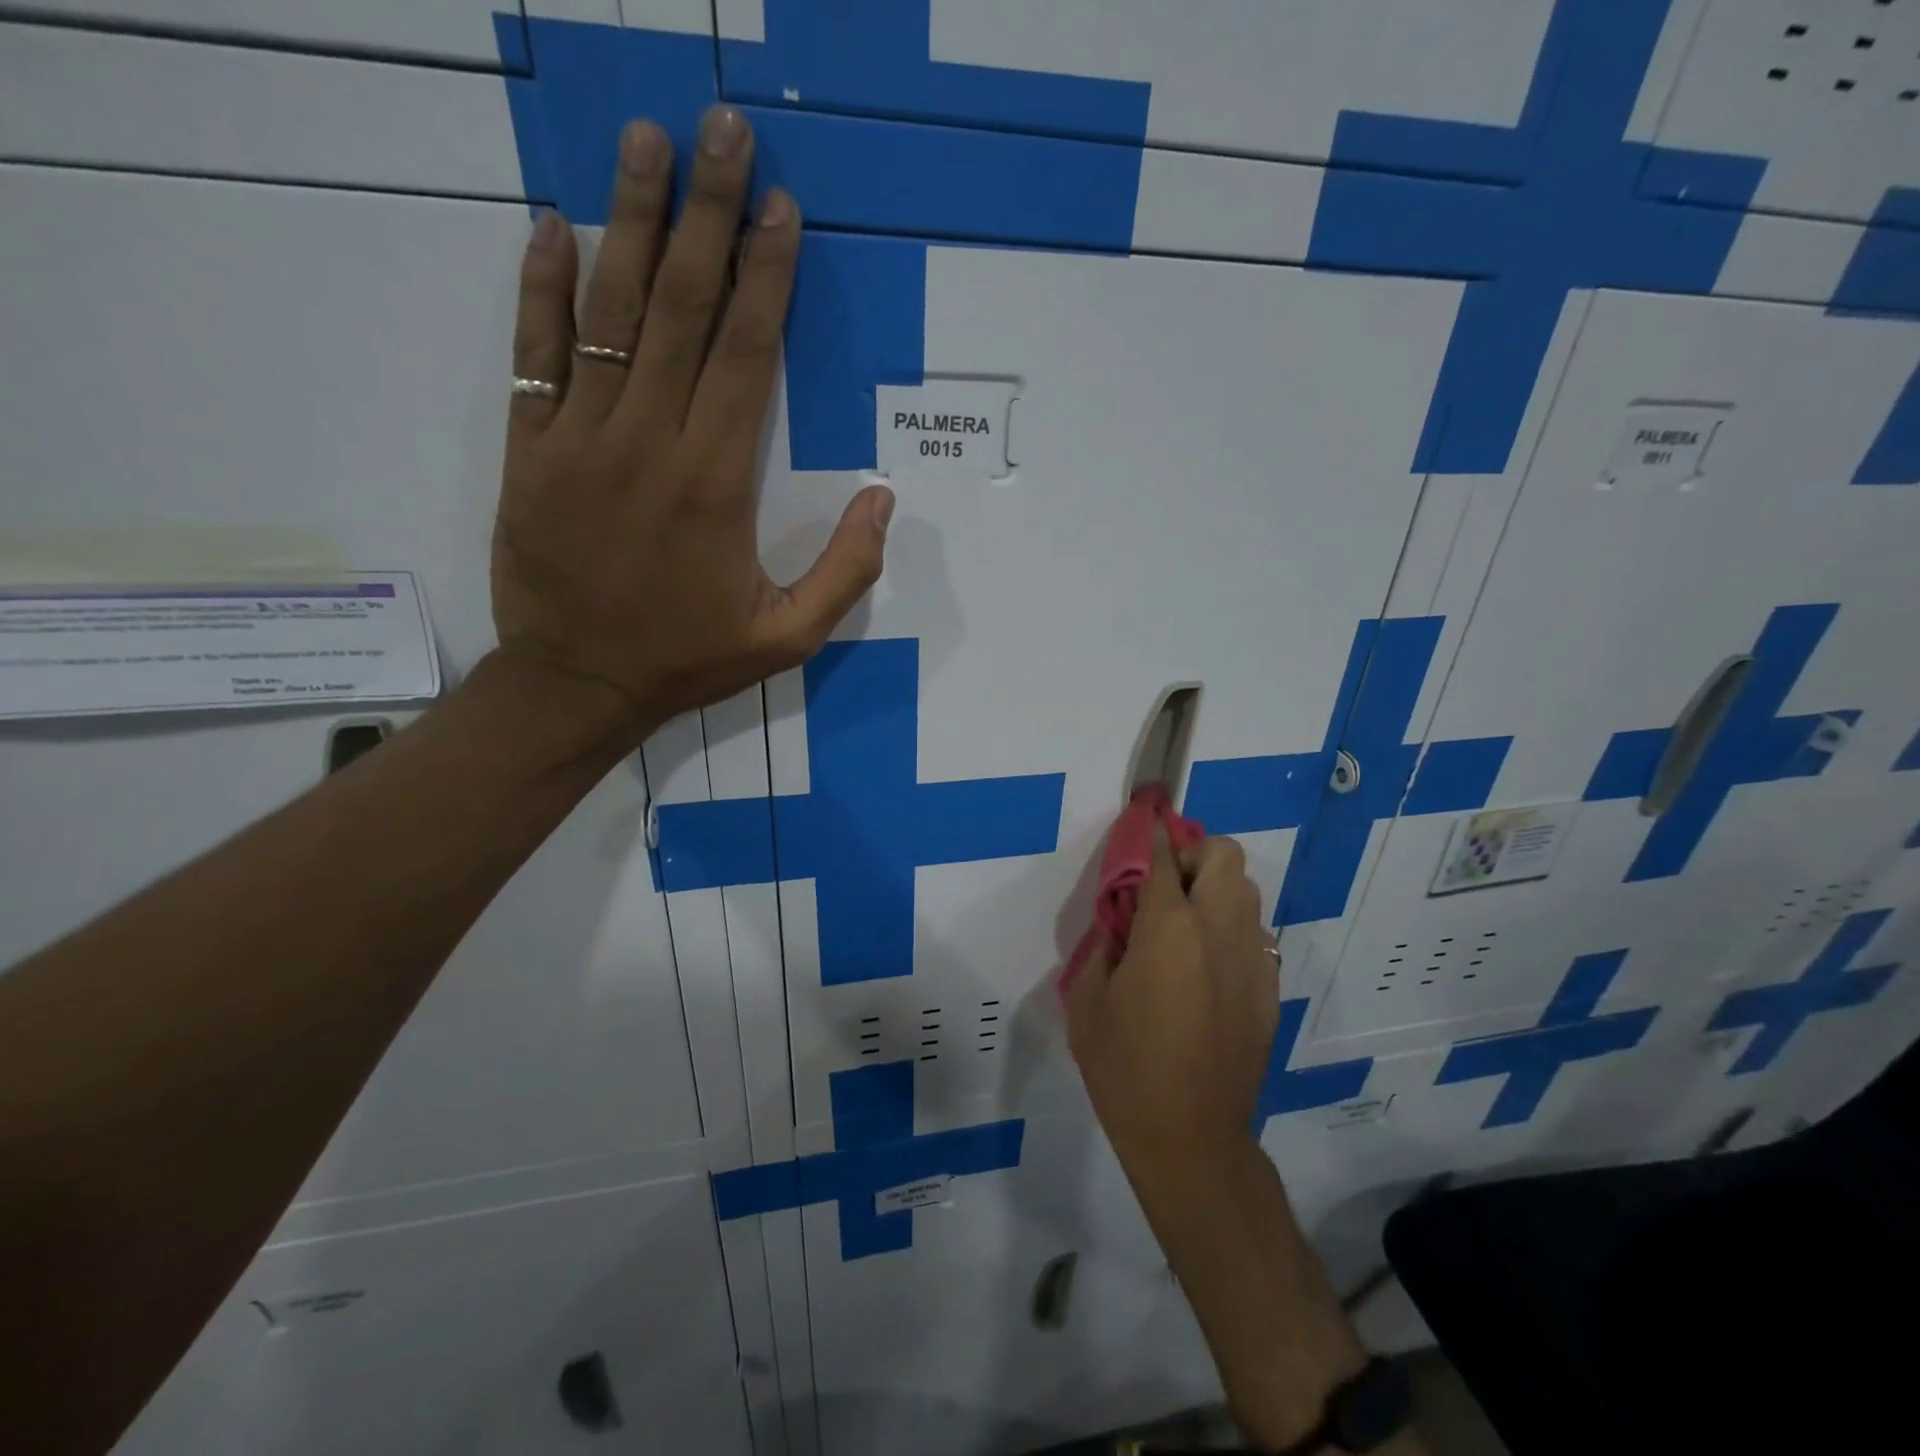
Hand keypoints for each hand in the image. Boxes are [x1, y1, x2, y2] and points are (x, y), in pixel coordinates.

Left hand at [491, 107, 894, 746]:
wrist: (578, 684)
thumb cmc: (688, 658)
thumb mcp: (788, 638)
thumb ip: (846, 572)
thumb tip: (884, 499)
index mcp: (717, 482)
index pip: (746, 355)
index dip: (766, 275)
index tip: (780, 207)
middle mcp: (649, 441)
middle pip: (682, 308)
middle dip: (707, 213)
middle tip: (722, 127)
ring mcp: (580, 437)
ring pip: (609, 311)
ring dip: (630, 220)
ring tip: (646, 141)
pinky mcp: (530, 448)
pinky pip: (535, 351)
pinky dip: (543, 287)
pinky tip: (554, 227)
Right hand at [1065, 830, 1279, 1189]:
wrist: (1191, 1139)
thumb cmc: (1126, 1069)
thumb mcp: (1088, 1000)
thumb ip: (1105, 943)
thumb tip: (1122, 919)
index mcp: (1170, 930)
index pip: (1163, 855)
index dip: (1150, 831)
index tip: (1140, 822)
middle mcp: (1219, 932)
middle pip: (1225, 855)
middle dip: (1193, 854)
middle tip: (1162, 887)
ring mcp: (1252, 961)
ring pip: (1246, 892)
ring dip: (1214, 890)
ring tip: (1182, 926)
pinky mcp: (1268, 990)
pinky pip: (1252, 935)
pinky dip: (1228, 930)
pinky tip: (1203, 970)